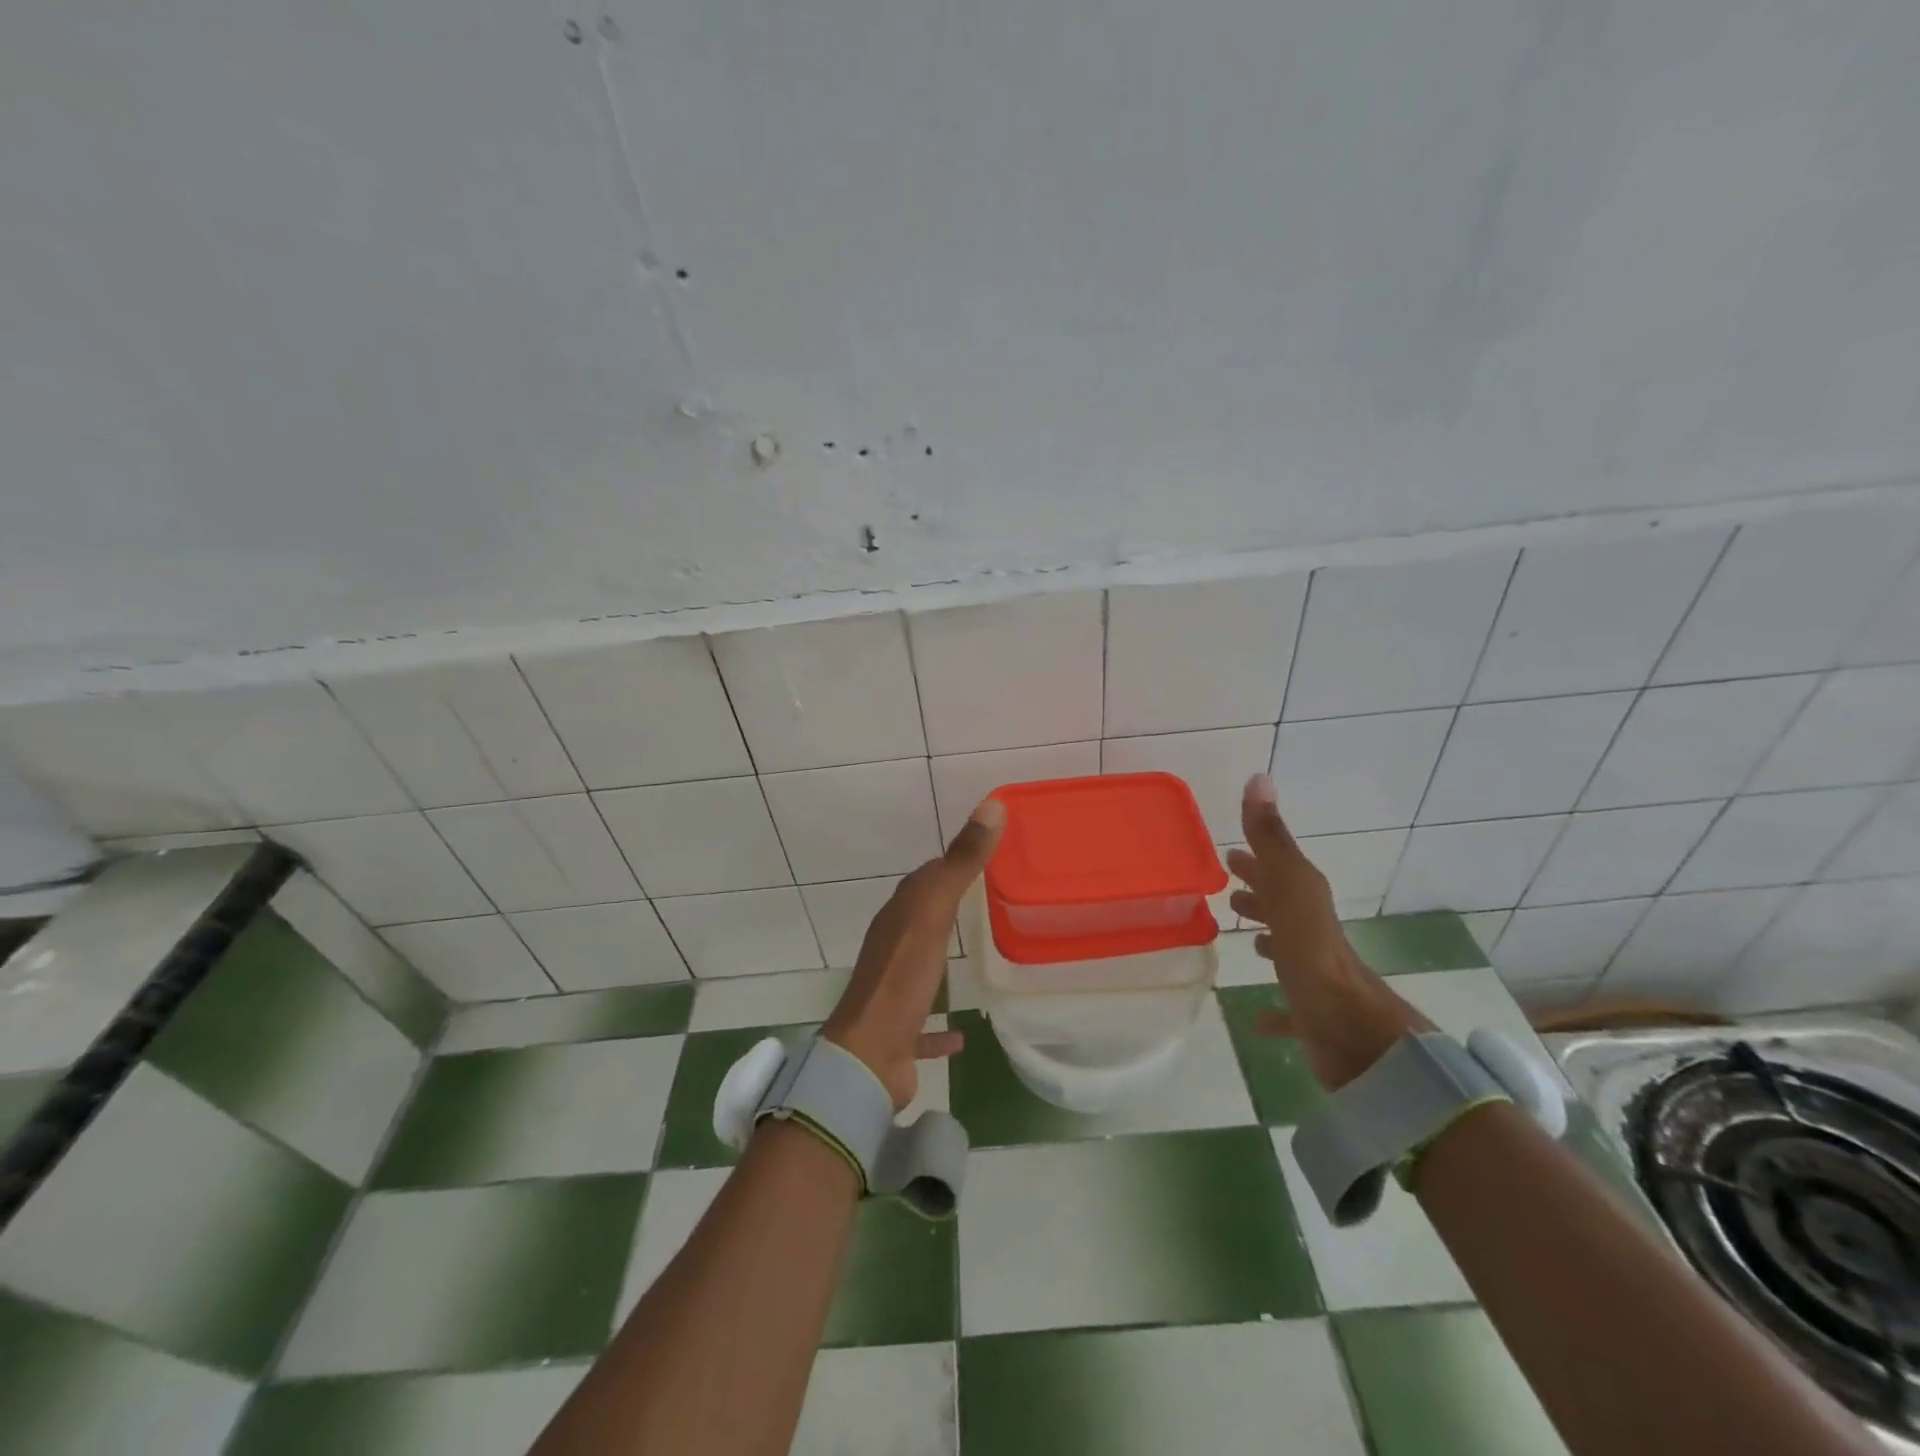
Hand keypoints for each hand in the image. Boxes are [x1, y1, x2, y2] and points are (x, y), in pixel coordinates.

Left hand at [823, 798, 1005, 1108]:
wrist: (868, 1056)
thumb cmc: (902, 978)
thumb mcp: (934, 912)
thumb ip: (961, 863)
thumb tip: (991, 805)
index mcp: (899, 916)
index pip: (926, 878)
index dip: (951, 864)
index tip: (984, 856)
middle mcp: (893, 947)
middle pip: (923, 917)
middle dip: (949, 905)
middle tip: (990, 898)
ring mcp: (895, 989)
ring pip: (921, 964)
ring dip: (941, 956)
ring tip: (977, 953)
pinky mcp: (902, 1030)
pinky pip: (926, 1021)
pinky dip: (941, 1024)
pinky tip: (963, 1032)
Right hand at [1226, 774, 1428, 1088]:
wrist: (1357, 1035)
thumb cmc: (1314, 956)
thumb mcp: (1290, 888)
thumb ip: (1272, 839)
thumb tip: (1259, 777)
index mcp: (1305, 901)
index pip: (1277, 869)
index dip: (1255, 859)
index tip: (1230, 853)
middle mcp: (1311, 933)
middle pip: (1282, 906)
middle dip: (1259, 893)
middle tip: (1229, 890)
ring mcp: (1314, 974)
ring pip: (1287, 950)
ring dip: (1268, 939)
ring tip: (1244, 939)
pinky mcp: (1312, 1014)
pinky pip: (1287, 1007)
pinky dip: (1272, 1008)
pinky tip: (1255, 1017)